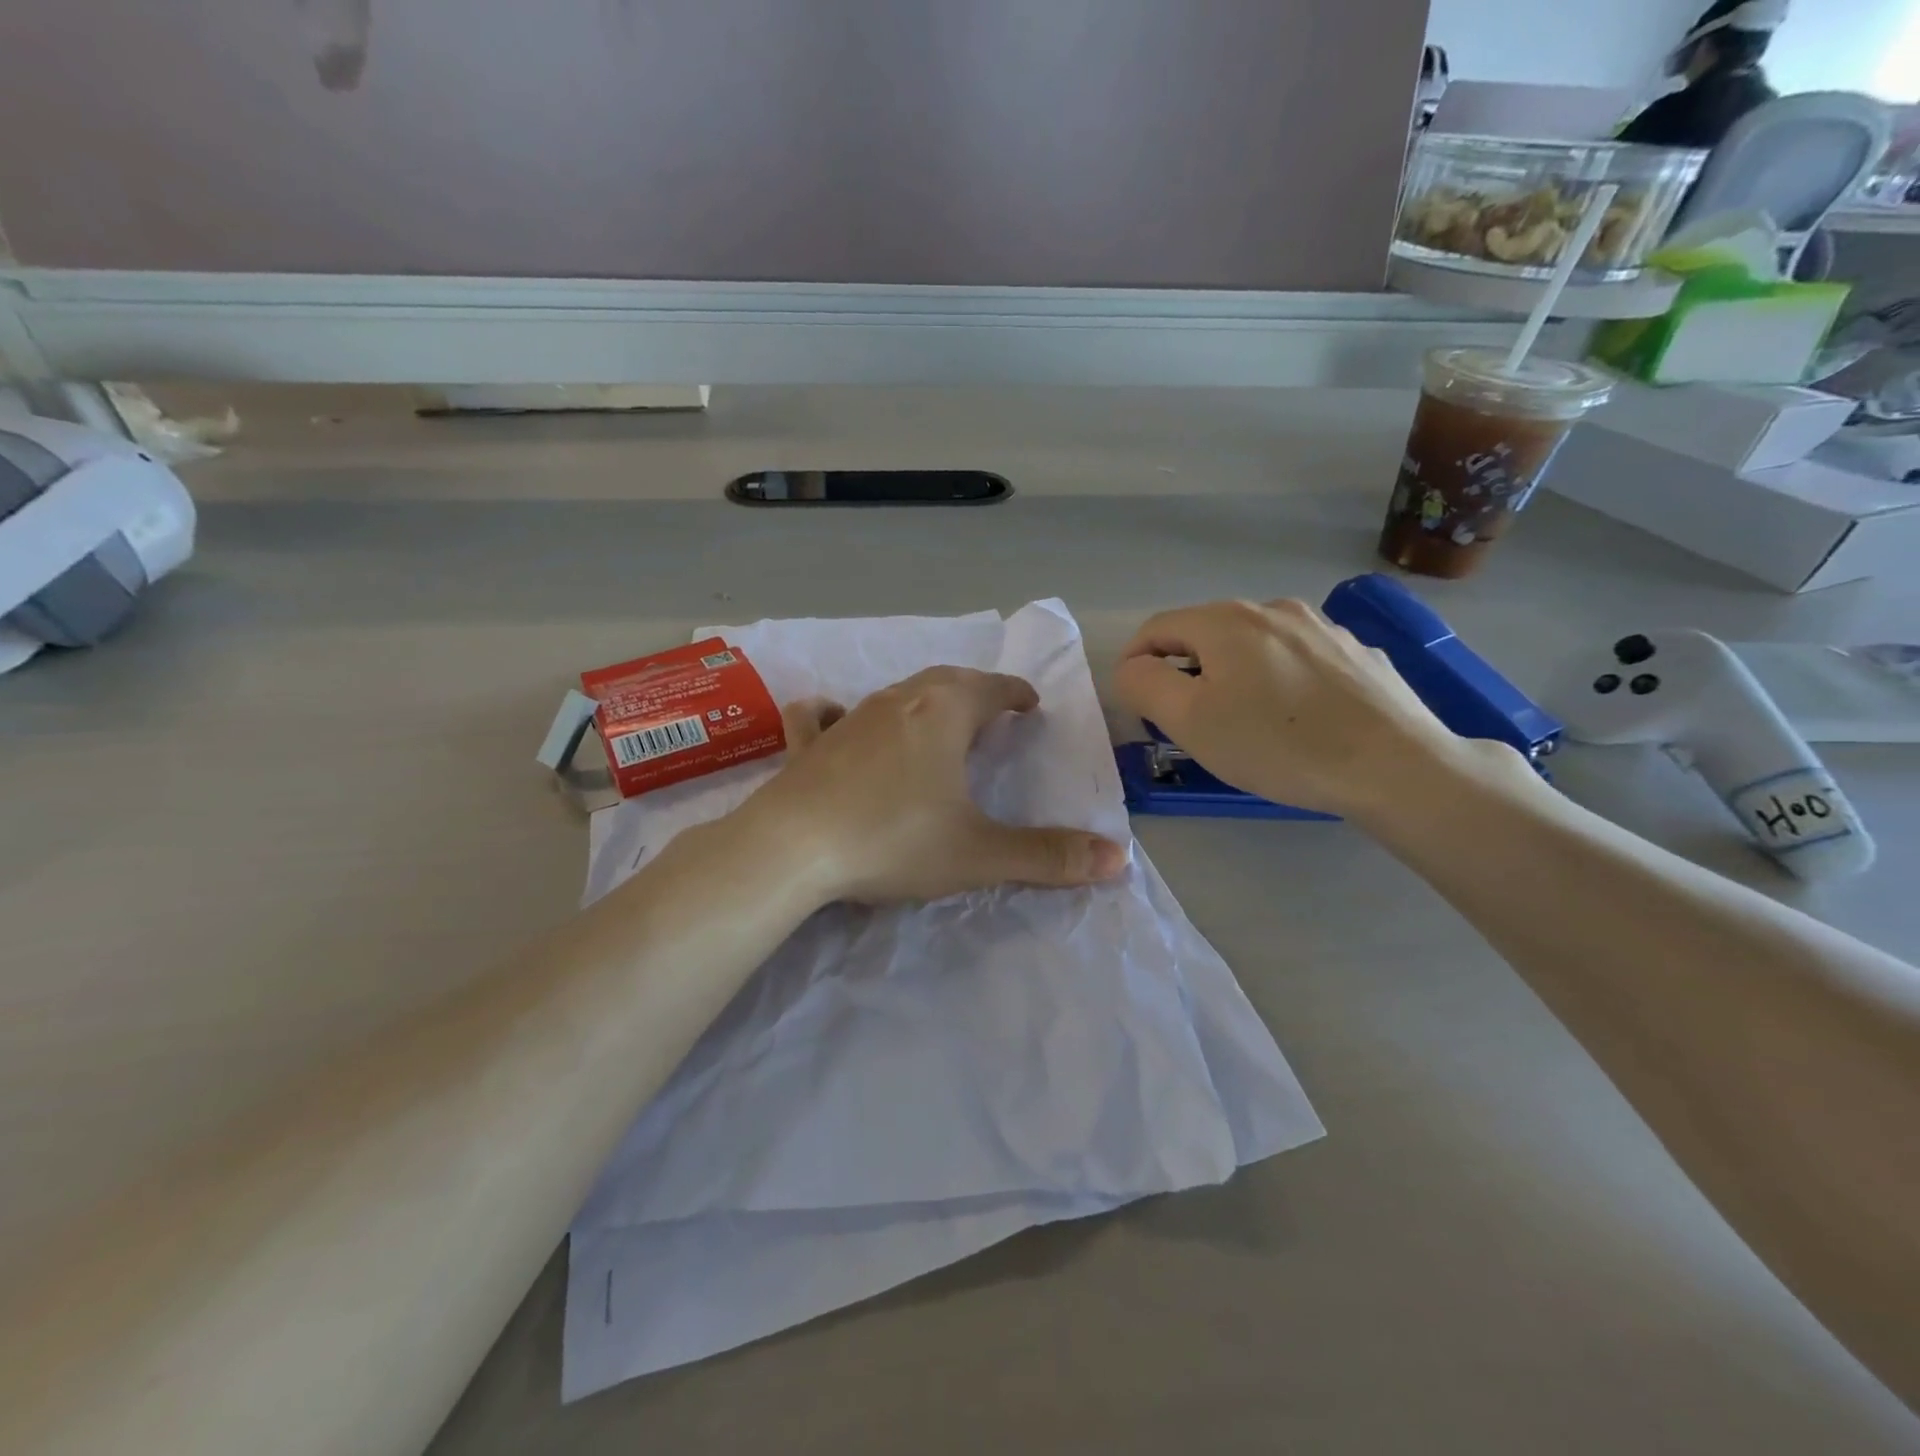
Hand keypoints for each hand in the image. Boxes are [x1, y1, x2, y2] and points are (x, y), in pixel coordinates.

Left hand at [746, 668, 1129, 904]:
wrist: (792, 848)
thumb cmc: (893, 840)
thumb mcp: (979, 853)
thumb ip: (1048, 856)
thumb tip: (1119, 859)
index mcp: (944, 713)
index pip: (992, 689)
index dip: (1015, 694)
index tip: (1029, 703)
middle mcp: (898, 701)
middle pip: (946, 680)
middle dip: (974, 690)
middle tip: (991, 708)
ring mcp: (848, 718)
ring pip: (894, 694)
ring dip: (921, 700)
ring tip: (934, 718)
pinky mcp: (807, 744)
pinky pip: (823, 716)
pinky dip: (836, 712)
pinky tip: (833, 718)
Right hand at [1113, 599, 1469, 822]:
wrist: (1395, 765)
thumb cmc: (1278, 744)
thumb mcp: (1189, 721)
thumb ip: (1143, 685)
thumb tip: (1133, 667)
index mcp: (1225, 620)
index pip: (1156, 628)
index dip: (1134, 662)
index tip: (1136, 705)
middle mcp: (1272, 609)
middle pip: (1204, 634)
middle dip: (1184, 671)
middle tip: (1186, 721)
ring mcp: (1321, 626)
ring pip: (1253, 645)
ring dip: (1231, 674)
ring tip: (1242, 721)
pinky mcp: (1356, 652)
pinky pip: (1296, 659)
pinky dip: (1278, 680)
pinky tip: (1295, 718)